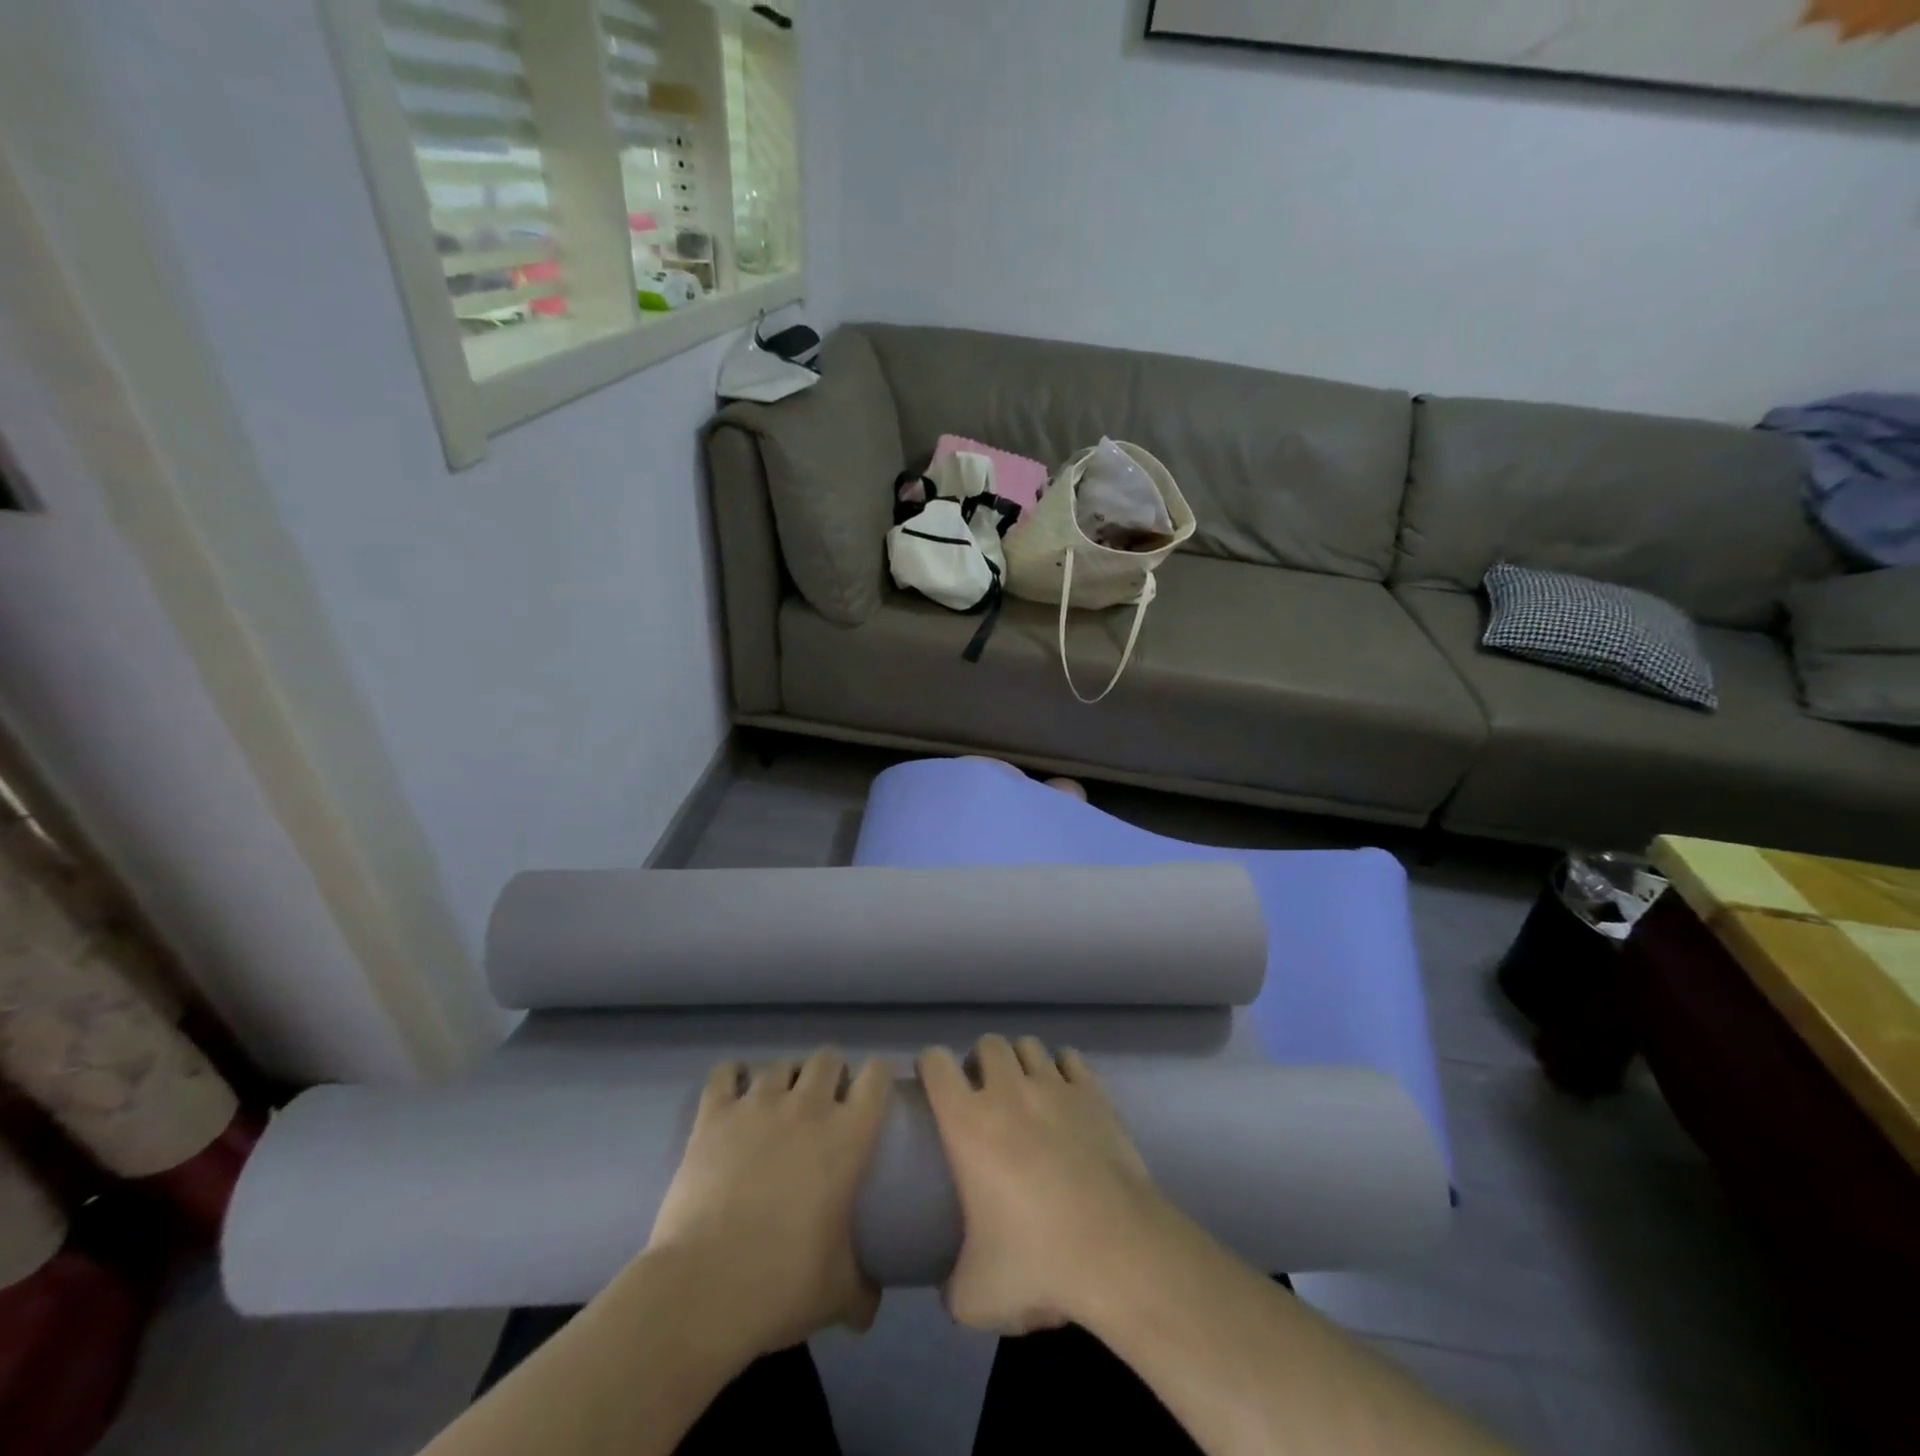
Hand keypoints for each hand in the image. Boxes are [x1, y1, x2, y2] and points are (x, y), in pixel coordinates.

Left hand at [647, 1049, 891, 1356]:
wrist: (704, 1289)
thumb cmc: (783, 1285)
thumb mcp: (838, 1295)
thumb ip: (863, 1292)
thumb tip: (871, 1305)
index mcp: (848, 1135)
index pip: (876, 1077)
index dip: (877, 1077)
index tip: (873, 1094)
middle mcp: (808, 1106)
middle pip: (827, 1058)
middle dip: (830, 1074)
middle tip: (825, 1104)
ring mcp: (758, 1105)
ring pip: (780, 1064)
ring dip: (785, 1078)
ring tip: (779, 1103)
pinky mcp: (714, 1115)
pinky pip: (725, 1073)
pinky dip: (732, 1077)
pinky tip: (733, 1093)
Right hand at [919, 1035, 1173, 1334]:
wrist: (1118, 1251)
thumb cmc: (1037, 1264)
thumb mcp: (974, 1297)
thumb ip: (952, 1285)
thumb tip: (950, 1284)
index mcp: (967, 1123)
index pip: (935, 1062)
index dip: (930, 1066)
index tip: (932, 1084)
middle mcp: (1008, 1091)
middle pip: (987, 1043)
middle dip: (981, 1062)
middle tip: (984, 1096)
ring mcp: (1054, 1086)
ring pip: (1028, 1045)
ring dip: (1021, 1061)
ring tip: (1025, 1092)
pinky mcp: (1093, 1093)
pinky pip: (1070, 1058)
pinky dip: (1063, 1068)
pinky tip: (1065, 1095)